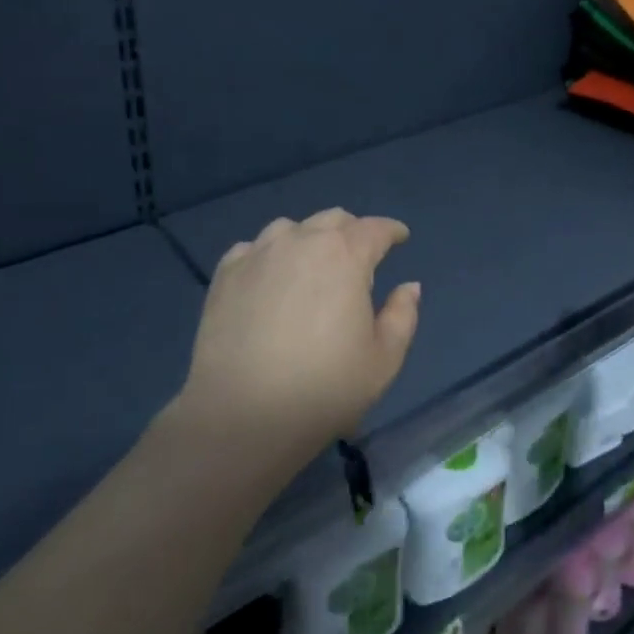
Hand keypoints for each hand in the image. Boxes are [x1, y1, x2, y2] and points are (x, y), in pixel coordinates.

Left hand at [180, 208, 422, 460]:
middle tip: (359, 255)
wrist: (244, 414)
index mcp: (346, 255)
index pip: (375, 229)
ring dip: (309, 238)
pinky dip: (269, 255)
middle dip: (352, 231)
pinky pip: (253, 249)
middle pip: (333, 220)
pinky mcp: (225, 274)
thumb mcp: (383, 359)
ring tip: (311, 264)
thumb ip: (402, 315)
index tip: (400, 237)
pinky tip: (270, 278)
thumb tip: (408, 286)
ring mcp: (258, 254)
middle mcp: (302, 241)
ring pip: (290, 228)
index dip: (391, 231)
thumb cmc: (325, 387)